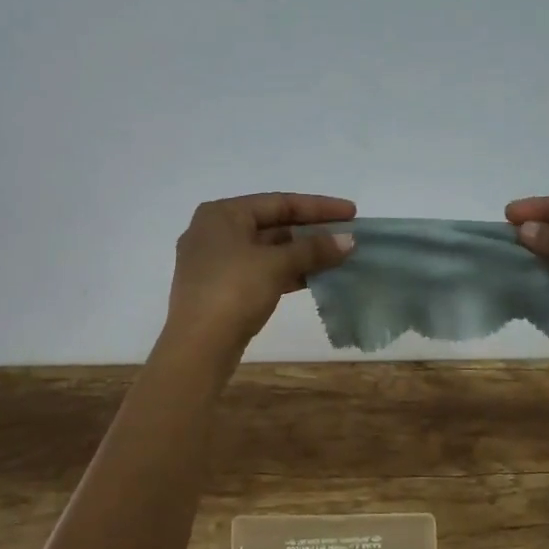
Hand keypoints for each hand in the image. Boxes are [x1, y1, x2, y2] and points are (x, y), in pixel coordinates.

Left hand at [163, 192, 356, 364]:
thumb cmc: (233, 291)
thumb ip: (313, 249)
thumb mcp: (276, 265)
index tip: (351, 213)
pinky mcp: (222, 289)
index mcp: (221, 214)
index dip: (318, 207)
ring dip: (303, 254)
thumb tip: (349, 240)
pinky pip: (261, 271)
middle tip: (348, 236)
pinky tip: (316, 278)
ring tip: (339, 257)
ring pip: (268, 250)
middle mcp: (215, 231)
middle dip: (311, 232)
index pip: (278, 202)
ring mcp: (216, 262)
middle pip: (273, 225)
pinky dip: (288, 272)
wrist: (198, 347)